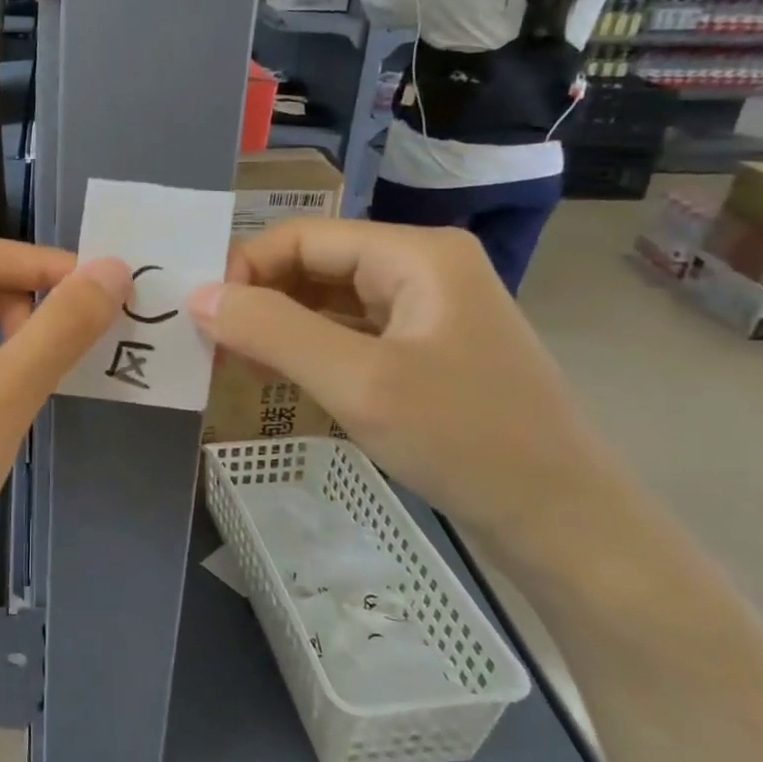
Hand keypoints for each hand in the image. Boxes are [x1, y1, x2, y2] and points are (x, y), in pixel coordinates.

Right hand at [187, 220, 634, 555]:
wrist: (565, 525)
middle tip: (212, 344)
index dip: (246, 268)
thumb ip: (273, 331)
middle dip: (260, 299)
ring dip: (279, 326)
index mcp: (415, 254)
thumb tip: (197, 297)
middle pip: (315, 264)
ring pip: (328, 300)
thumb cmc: (466, 440)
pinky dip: (308, 349)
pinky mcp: (424, 351)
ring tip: (235, 362)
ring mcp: (426, 311)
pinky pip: (349, 333)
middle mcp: (421, 268)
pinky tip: (278, 376)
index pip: (304, 236)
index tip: (203, 316)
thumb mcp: (358, 383)